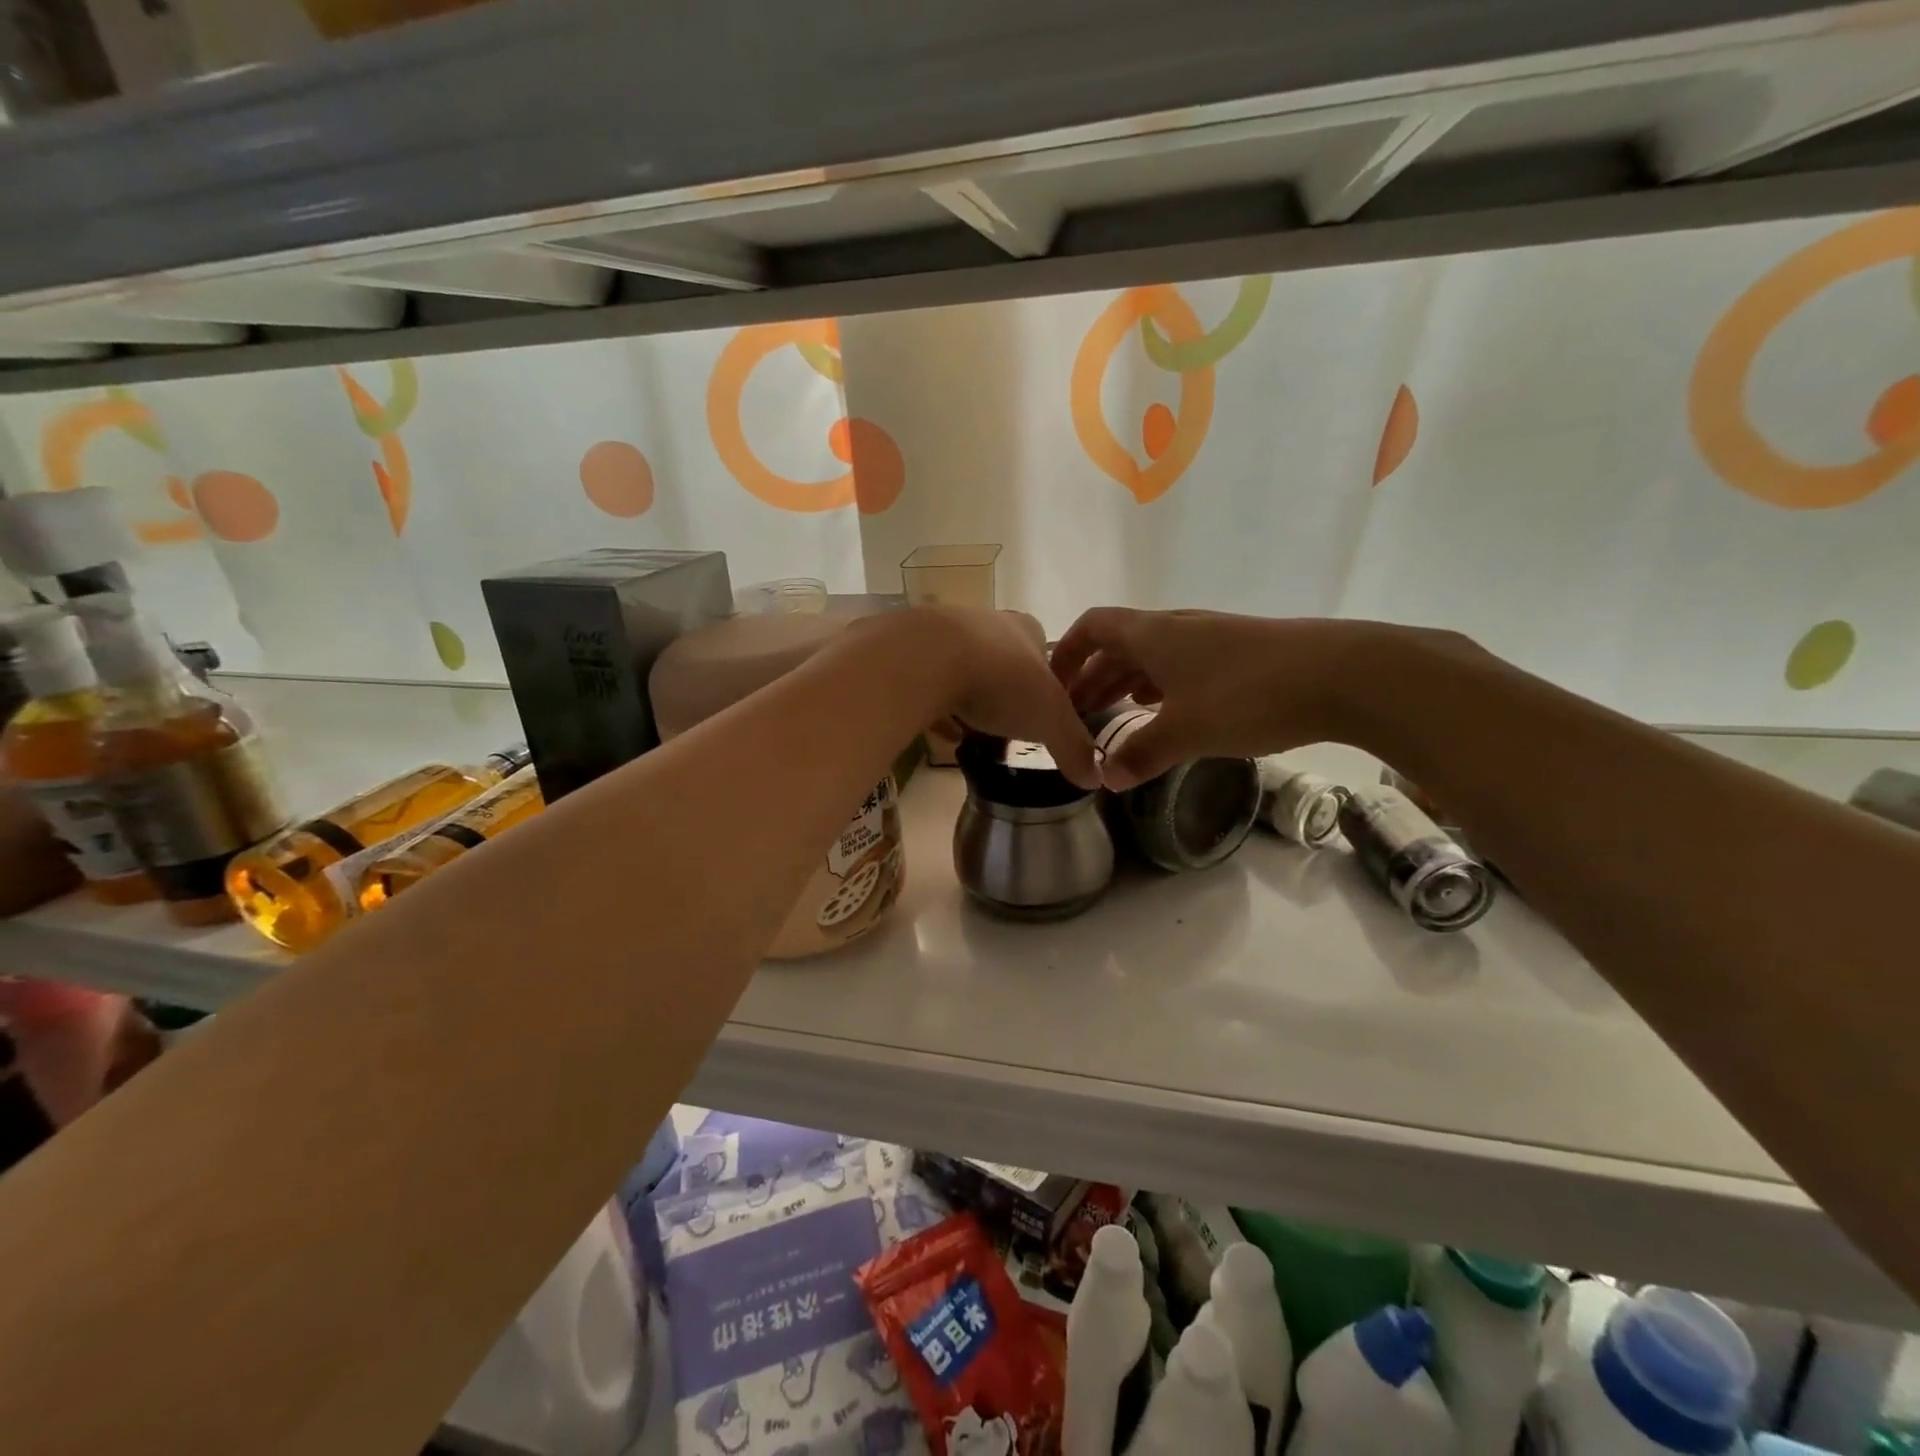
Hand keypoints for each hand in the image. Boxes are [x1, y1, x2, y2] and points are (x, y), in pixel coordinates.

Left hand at [881, 607, 1099, 788]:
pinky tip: (938, 734)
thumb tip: (1096, 778)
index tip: (1043, 712)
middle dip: (1004, 691)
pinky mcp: (907, 653)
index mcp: (1025, 630)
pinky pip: (924, 685)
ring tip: (972, 733)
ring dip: (966, 699)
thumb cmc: (1001, 682)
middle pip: (1000, 659)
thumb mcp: (1050, 720)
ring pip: (960, 669)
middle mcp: (985, 623)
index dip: (1046, 680)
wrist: (925, 659)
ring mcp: (942, 634)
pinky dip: (934, 708)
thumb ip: (1073, 746)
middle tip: (1008, 725)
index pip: (1043, 650)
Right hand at [1050, 608, 1382, 789]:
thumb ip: (1140, 754)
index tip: (1053, 685)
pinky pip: (1181, 665)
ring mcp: (1210, 638)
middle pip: (1119, 644)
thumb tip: (1105, 778)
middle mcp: (1175, 627)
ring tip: (1114, 715)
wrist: (1341, 674)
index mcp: (1152, 634)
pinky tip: (1166, 711)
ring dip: (1126, 682)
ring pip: (1152, 656)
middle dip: (1093, 676)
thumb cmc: (1248, 695)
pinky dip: (1161, 686)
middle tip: (1077, 714)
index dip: (1067, 652)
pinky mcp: (1238, 653)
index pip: (1093, 627)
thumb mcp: (1185, 731)